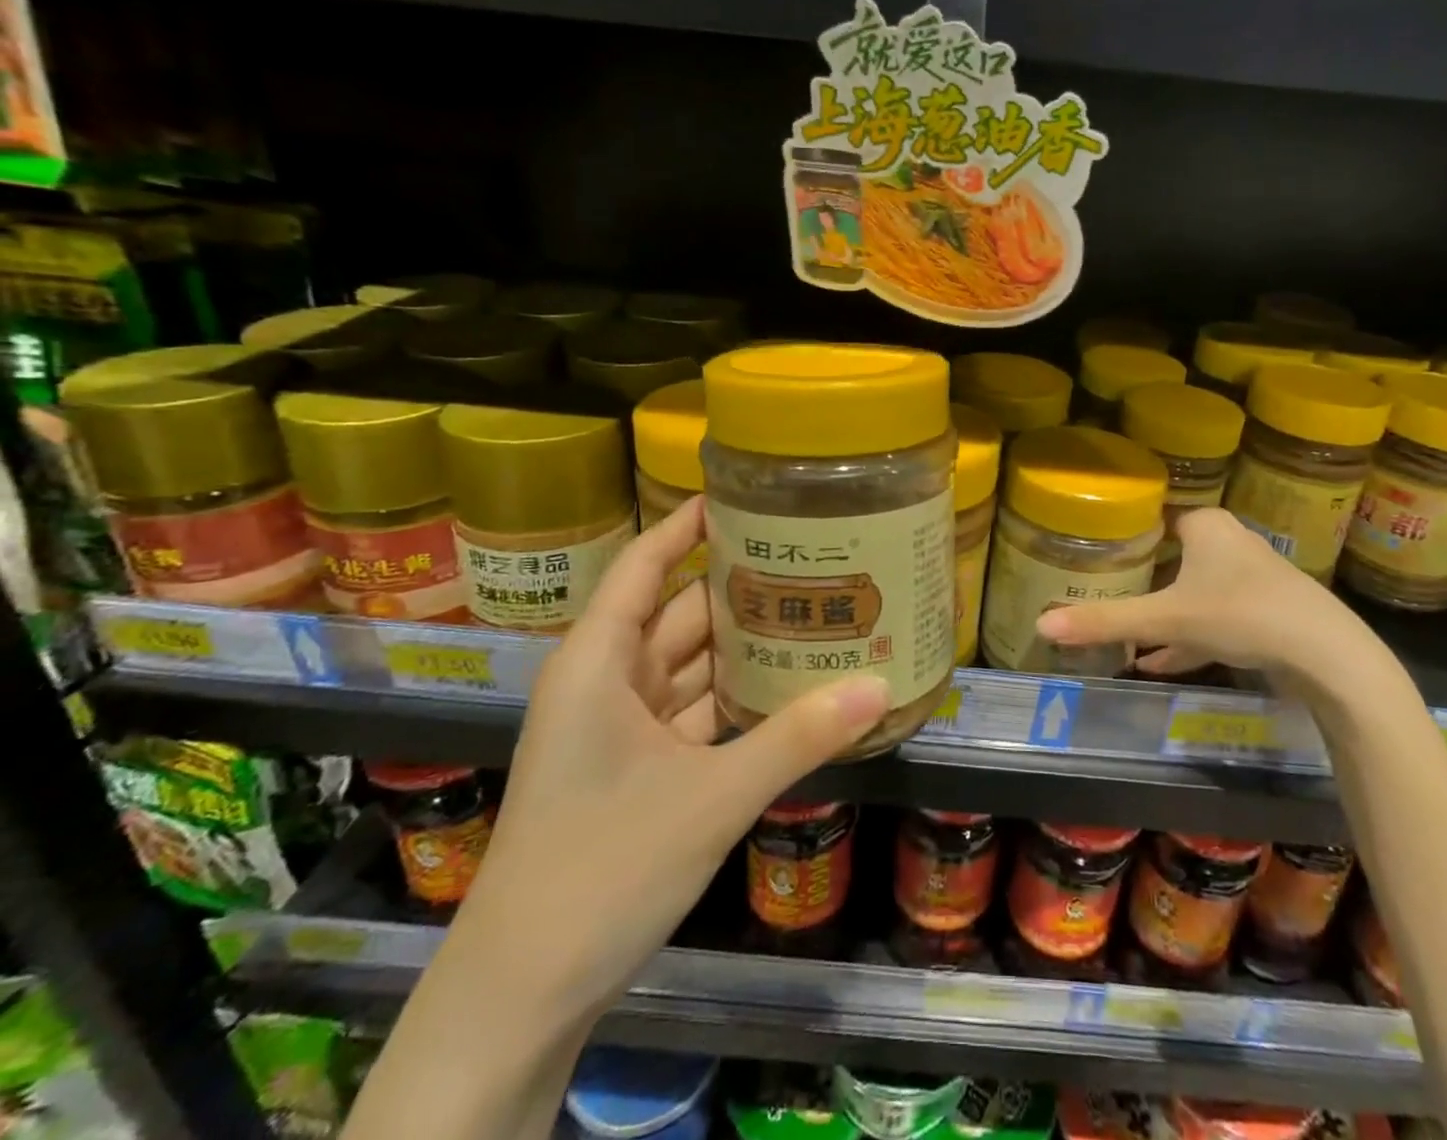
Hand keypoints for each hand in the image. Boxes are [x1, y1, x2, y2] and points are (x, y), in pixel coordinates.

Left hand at [450, 495, 888, 1023]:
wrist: (519, 997)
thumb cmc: (599, 868)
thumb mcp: (710, 798)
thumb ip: (797, 739)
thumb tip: (880, 687)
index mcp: (599, 662)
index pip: (647, 565)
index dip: (690, 525)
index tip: (748, 496)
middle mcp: (608, 683)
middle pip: (681, 613)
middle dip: (742, 588)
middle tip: (813, 559)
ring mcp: (621, 731)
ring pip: (692, 667)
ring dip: (746, 649)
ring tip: (816, 614)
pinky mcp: (638, 772)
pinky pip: (697, 715)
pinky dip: (739, 702)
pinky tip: (792, 691)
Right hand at [1034, 507, 1394, 698]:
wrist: (1329, 657)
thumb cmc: (1242, 614)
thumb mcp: (1166, 619)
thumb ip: (1106, 621)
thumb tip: (1041, 624)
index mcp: (1206, 526)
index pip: (1156, 515)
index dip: (1125, 531)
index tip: (1093, 548)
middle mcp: (1229, 543)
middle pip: (1172, 556)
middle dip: (1140, 578)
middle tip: (1101, 589)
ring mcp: (1250, 579)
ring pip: (1192, 591)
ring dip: (1162, 614)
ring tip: (1123, 635)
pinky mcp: (1264, 613)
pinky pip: (1213, 619)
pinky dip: (1186, 638)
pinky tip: (1156, 663)